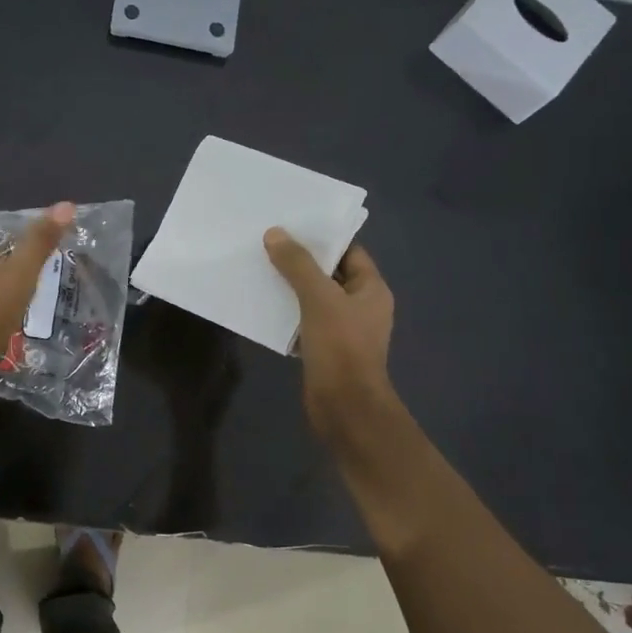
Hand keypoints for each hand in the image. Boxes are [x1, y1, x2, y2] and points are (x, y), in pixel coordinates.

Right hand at [264, 229, 396, 440]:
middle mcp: (361, 306)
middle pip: (330, 274)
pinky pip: (305, 322)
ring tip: (260, 270)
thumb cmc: (341, 347)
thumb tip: (275, 233)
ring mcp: (344, 330)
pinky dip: (288, 314)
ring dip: (291, 288)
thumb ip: (298, 265)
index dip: (323, 238)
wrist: (345, 407)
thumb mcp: (318, 298)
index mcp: (371, 289)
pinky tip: (263, 307)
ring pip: (314, 299)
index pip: (349, 251)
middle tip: (268, 244)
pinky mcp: (325, 350)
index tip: (291, 225)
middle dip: (301, 262)